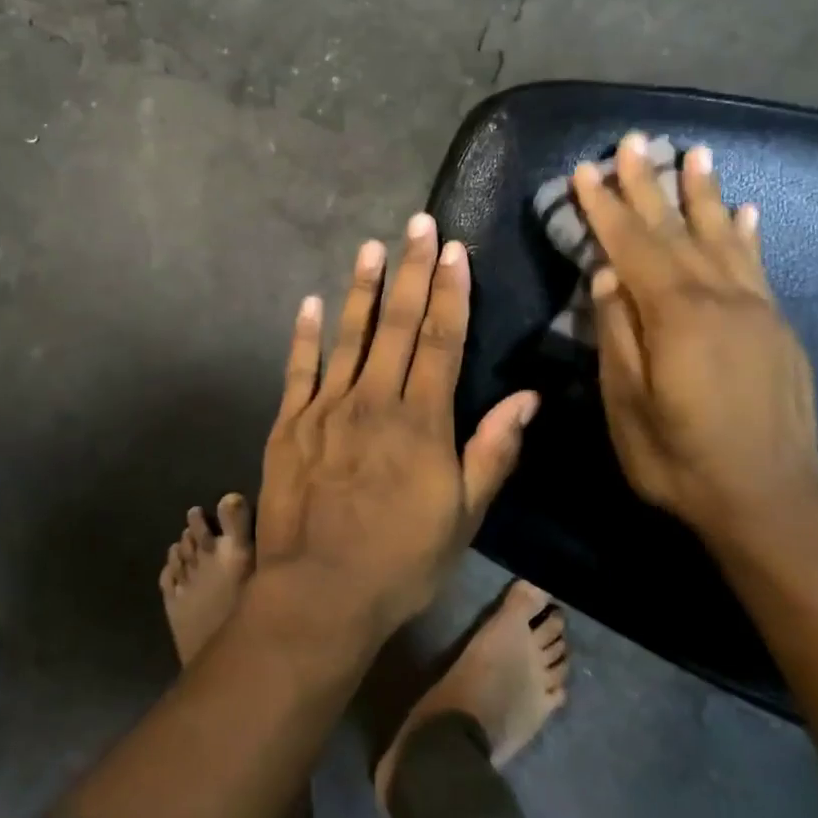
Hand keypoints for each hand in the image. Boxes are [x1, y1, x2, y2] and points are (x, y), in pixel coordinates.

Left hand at [255, 213, 539, 635]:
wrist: (320, 593)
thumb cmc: (401, 560)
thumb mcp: (464, 516)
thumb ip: (493, 451)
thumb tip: (527, 397)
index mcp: (421, 421)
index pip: (440, 340)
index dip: (449, 292)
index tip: (453, 250)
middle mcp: (374, 401)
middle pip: (397, 324)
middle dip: (410, 271)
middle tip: (416, 224)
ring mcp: (327, 408)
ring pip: (349, 336)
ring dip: (362, 288)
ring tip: (371, 246)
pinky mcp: (290, 423)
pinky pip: (299, 369)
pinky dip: (305, 334)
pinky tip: (311, 302)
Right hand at [573, 134, 817, 549]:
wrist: (772, 504)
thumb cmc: (681, 459)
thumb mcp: (627, 405)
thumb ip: (617, 334)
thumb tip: (606, 277)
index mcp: (676, 316)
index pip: (632, 246)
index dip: (606, 206)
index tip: (587, 169)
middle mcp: (720, 299)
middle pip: (676, 230)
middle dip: (651, 183)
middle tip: (635, 141)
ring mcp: (755, 311)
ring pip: (723, 237)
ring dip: (703, 194)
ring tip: (696, 154)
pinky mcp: (777, 329)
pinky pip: (758, 267)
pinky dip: (747, 234)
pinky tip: (745, 211)